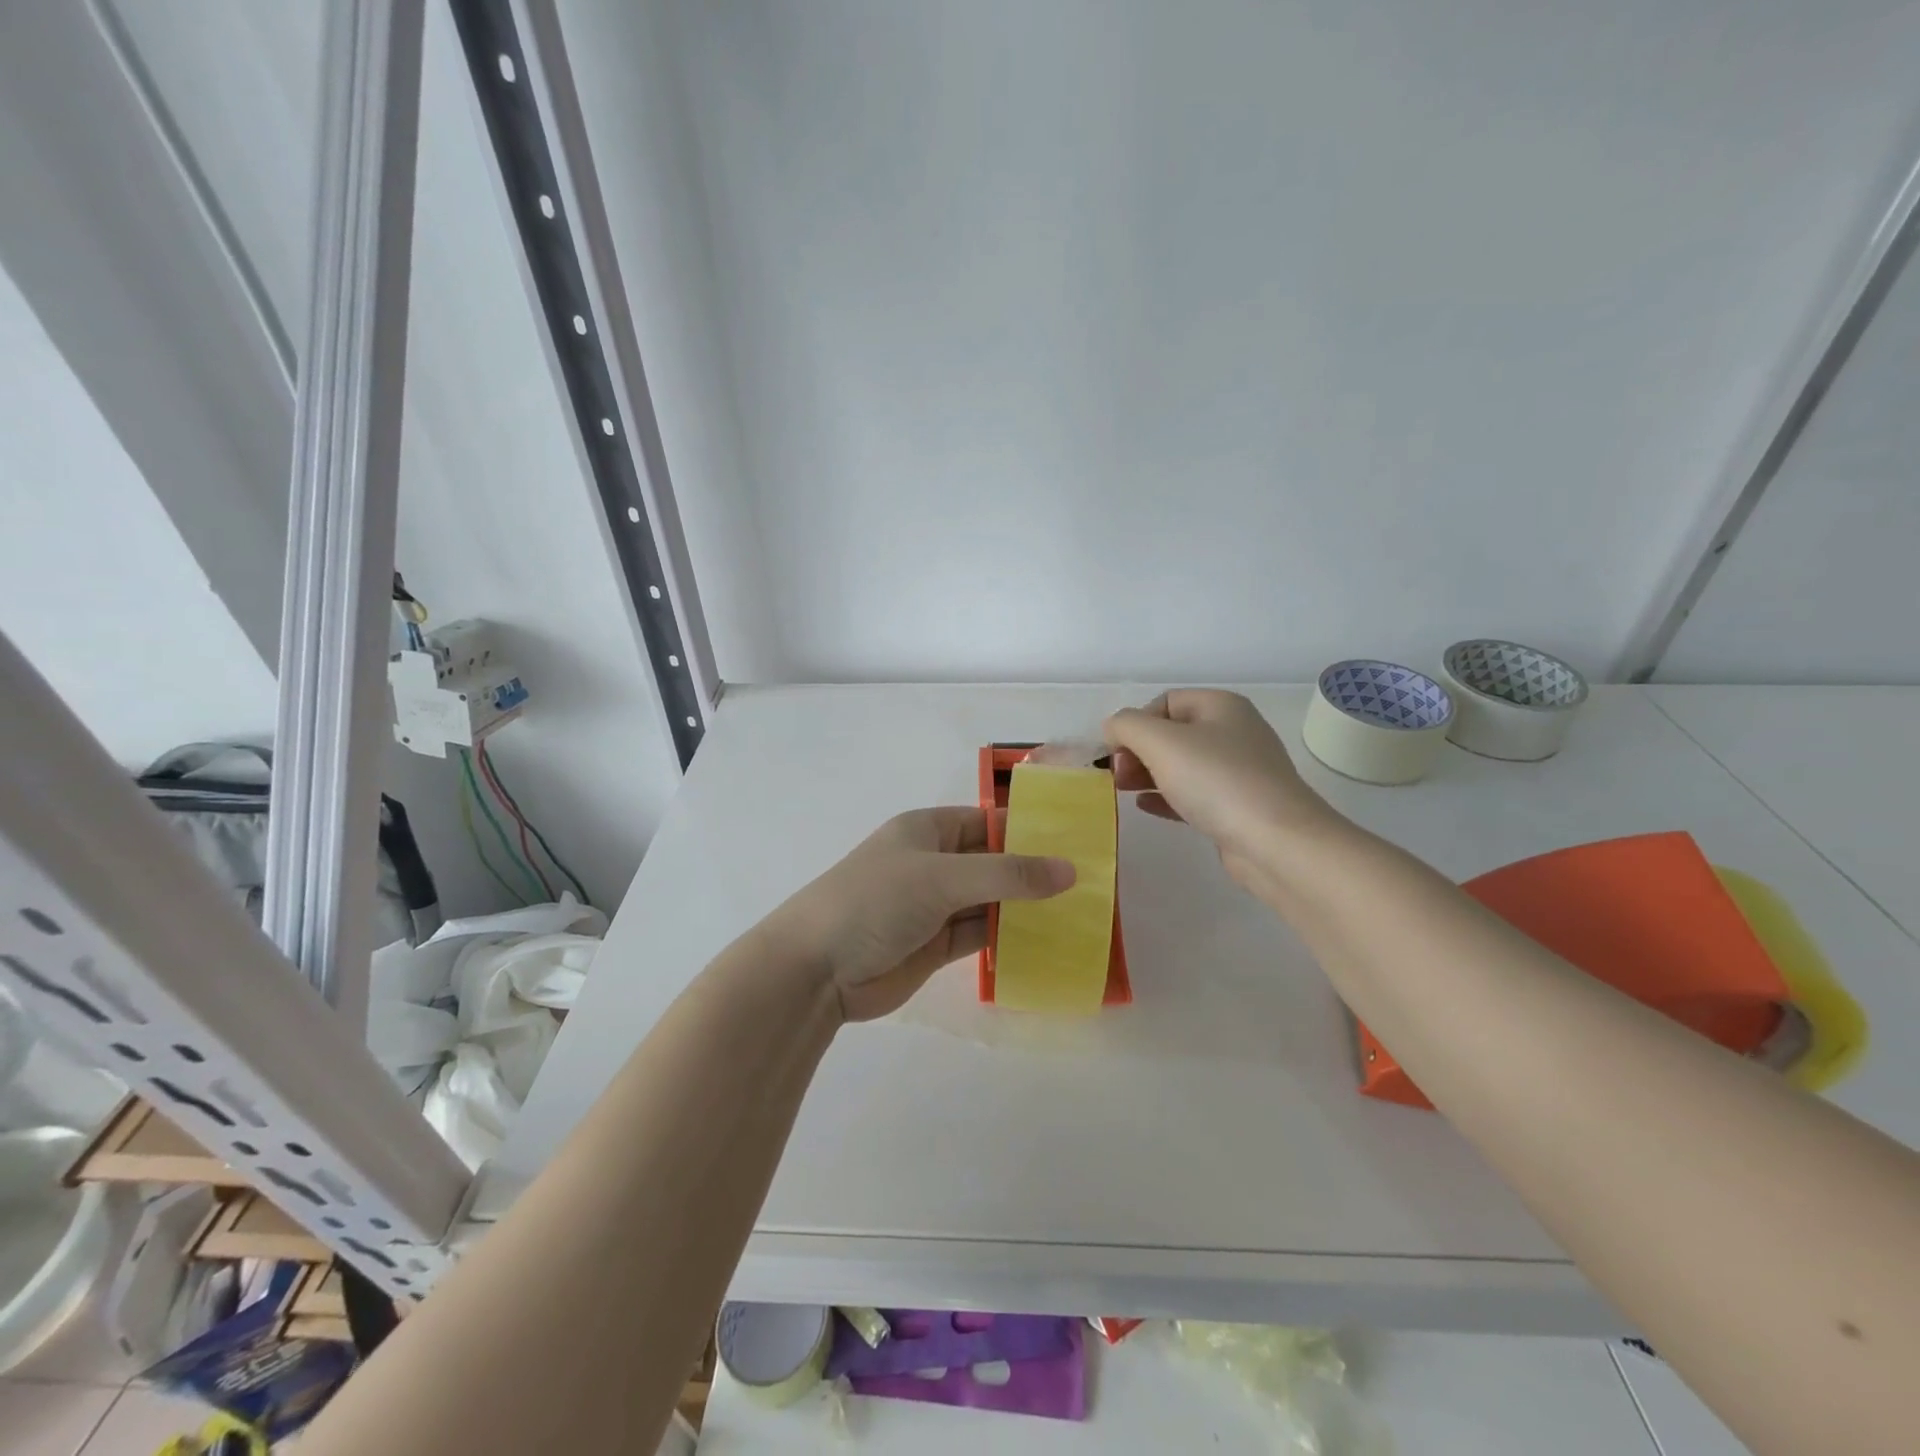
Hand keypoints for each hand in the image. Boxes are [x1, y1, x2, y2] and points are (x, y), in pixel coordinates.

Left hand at [770, 808, 1074, 1022]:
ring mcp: (934, 905)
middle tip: (1091, 882)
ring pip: (991, 900)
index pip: (988, 822)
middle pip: (994, 862)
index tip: (1078, 842)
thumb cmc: (875, 901)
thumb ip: (1007, 875)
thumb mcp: (942, 877)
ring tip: (1080, 911)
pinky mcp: (936, 944)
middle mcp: (934, 863)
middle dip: (1034, 871)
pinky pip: (981, 933)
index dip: (1030, 829)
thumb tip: (1070, 870)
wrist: (816, 969)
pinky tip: (1045, 940)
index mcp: (928, 830)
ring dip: (1025, 906)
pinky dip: (1008, 936)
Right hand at [1104, 689, 1338, 891]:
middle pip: (1171, 734)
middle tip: (1117, 775)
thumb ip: (1127, 726)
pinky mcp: (1237, 807)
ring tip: (1123, 791)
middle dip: (1138, 750)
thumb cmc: (1217, 781)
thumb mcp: (1161, 742)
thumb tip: (1113, 729)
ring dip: (1148, 774)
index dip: (1135, 722)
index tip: (1117, 752)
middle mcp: (1233, 732)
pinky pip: (1193, 794)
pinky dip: (1166, 796)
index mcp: (1221, 706)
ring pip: (1181, 765)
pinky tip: (1145, 806)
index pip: (1165, 702)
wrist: (1276, 843)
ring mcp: (1238, 772)